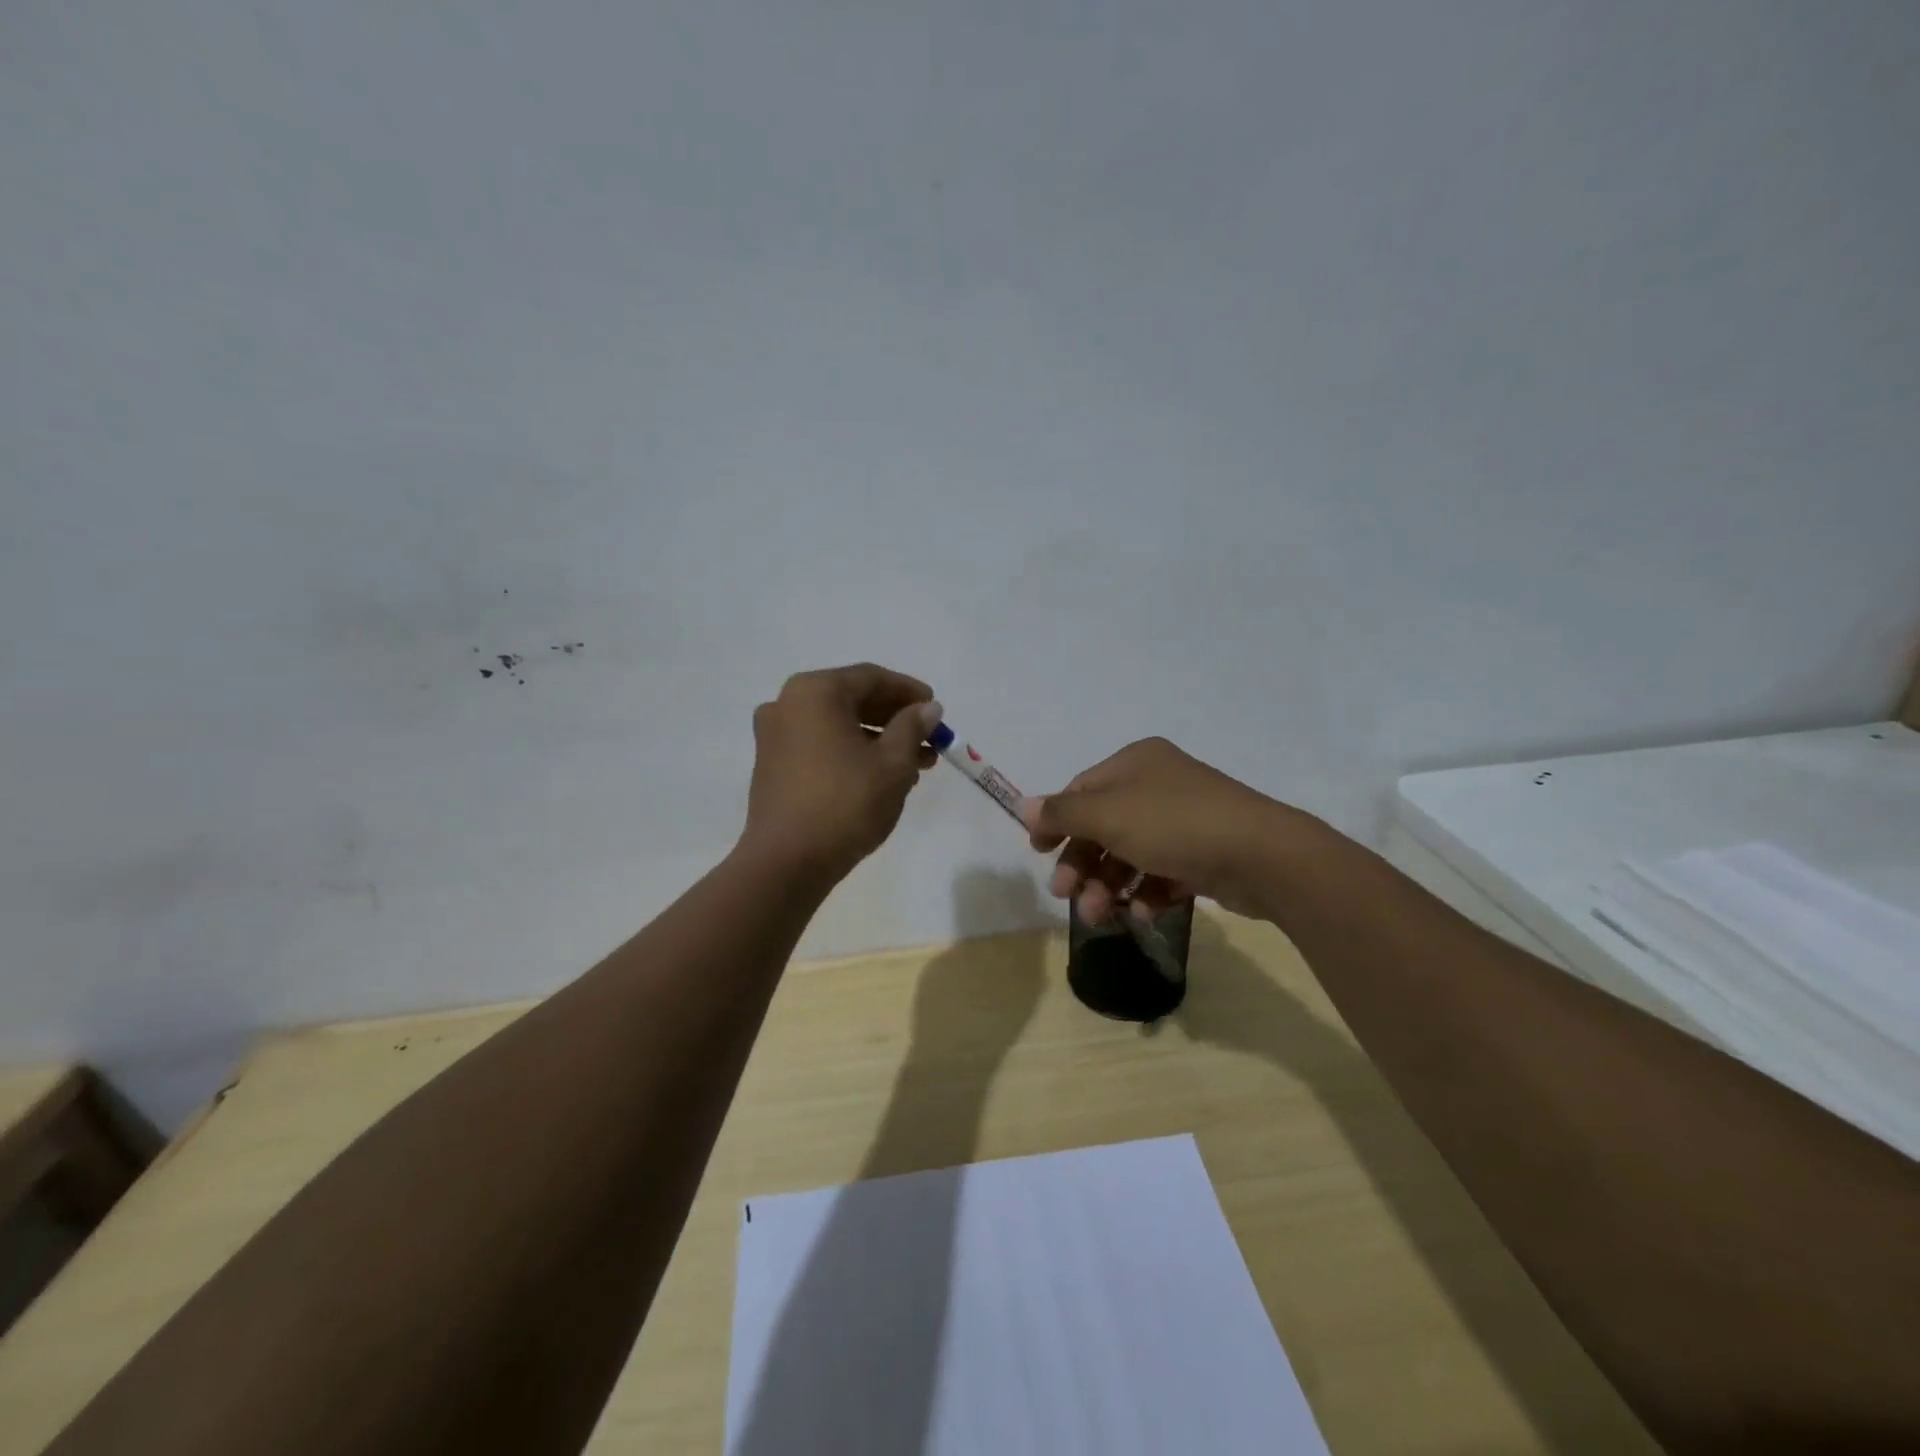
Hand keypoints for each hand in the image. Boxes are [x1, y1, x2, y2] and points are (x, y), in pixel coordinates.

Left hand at [741, 664, 942, 881]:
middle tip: (931, 739)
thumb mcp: (892, 763)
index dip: (908, 691)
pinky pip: (821, 745)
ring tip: (917, 765)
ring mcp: (775, 736)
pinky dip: (853, 752)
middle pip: (853, 700)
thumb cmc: (845, 803)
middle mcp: (788, 704)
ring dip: (878, 740)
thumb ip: (912, 727)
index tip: (936, 708)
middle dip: (896, 719)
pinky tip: (883, 776)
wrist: (787, 862)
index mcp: (815, 692)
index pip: (871, 678)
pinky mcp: (773, 765)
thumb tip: (928, 708)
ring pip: (838, 726)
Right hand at [1021, 737, 1293, 922]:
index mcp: (1135, 763)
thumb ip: (1063, 813)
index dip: (1057, 822)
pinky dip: (1146, 892)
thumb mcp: (1109, 815)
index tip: (1039, 853)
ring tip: (1100, 915)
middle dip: (1083, 863)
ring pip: (1131, 853)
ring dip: (1109, 885)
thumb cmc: (1174, 824)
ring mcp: (1184, 819)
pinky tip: (1141, 913)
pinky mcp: (1204, 853)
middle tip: (1066, 896)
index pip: (1082, 790)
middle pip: (1104, 826)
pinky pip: (1162, 872)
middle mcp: (1158, 785)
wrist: (1263, 855)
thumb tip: (1023, 805)